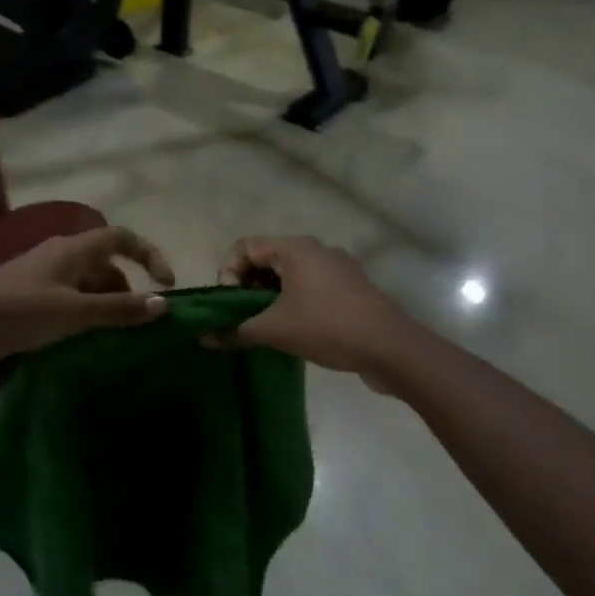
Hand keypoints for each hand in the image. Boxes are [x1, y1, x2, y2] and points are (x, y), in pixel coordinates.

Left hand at [0, 226, 175, 382]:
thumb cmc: (16, 312)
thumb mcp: (73, 311)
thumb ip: (118, 308)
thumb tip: (164, 304)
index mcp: (71, 250)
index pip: (121, 238)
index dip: (149, 255)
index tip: (167, 286)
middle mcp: (59, 261)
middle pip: (106, 267)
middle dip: (128, 292)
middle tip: (140, 326)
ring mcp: (42, 285)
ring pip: (87, 291)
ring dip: (106, 310)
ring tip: (119, 341)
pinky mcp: (29, 309)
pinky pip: (69, 310)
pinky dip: (85, 323)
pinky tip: (89, 348)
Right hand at [215, 236, 413, 386]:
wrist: (391, 348)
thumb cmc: (327, 328)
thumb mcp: (275, 331)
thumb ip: (236, 331)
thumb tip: (203, 338)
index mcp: (295, 248)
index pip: (244, 247)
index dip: (228, 273)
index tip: (231, 304)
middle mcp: (316, 249)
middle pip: (266, 257)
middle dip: (247, 286)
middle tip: (245, 317)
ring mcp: (336, 267)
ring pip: (289, 273)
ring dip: (270, 296)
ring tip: (267, 326)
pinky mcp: (350, 286)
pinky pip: (310, 285)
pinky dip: (293, 300)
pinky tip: (295, 329)